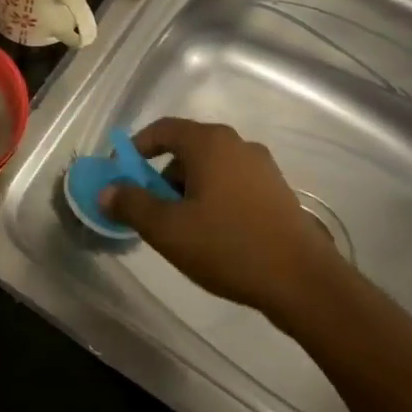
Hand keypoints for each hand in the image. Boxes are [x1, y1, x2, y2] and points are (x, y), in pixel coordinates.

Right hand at [100, 117, 343, 322]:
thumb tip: (107, 190)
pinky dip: (212, 200)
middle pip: (186, 150)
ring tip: (181, 230)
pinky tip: (213, 236)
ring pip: (210, 170)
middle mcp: (237, 145)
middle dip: (160, 177)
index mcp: (210, 143)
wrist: (303, 281)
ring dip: (187, 192)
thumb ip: (131, 204)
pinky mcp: (277, 192)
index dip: (135, 149)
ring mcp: (262, 168)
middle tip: (149, 211)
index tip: (120, 176)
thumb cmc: (228, 246)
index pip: (162, 129)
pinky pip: (232, 185)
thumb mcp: (168, 229)